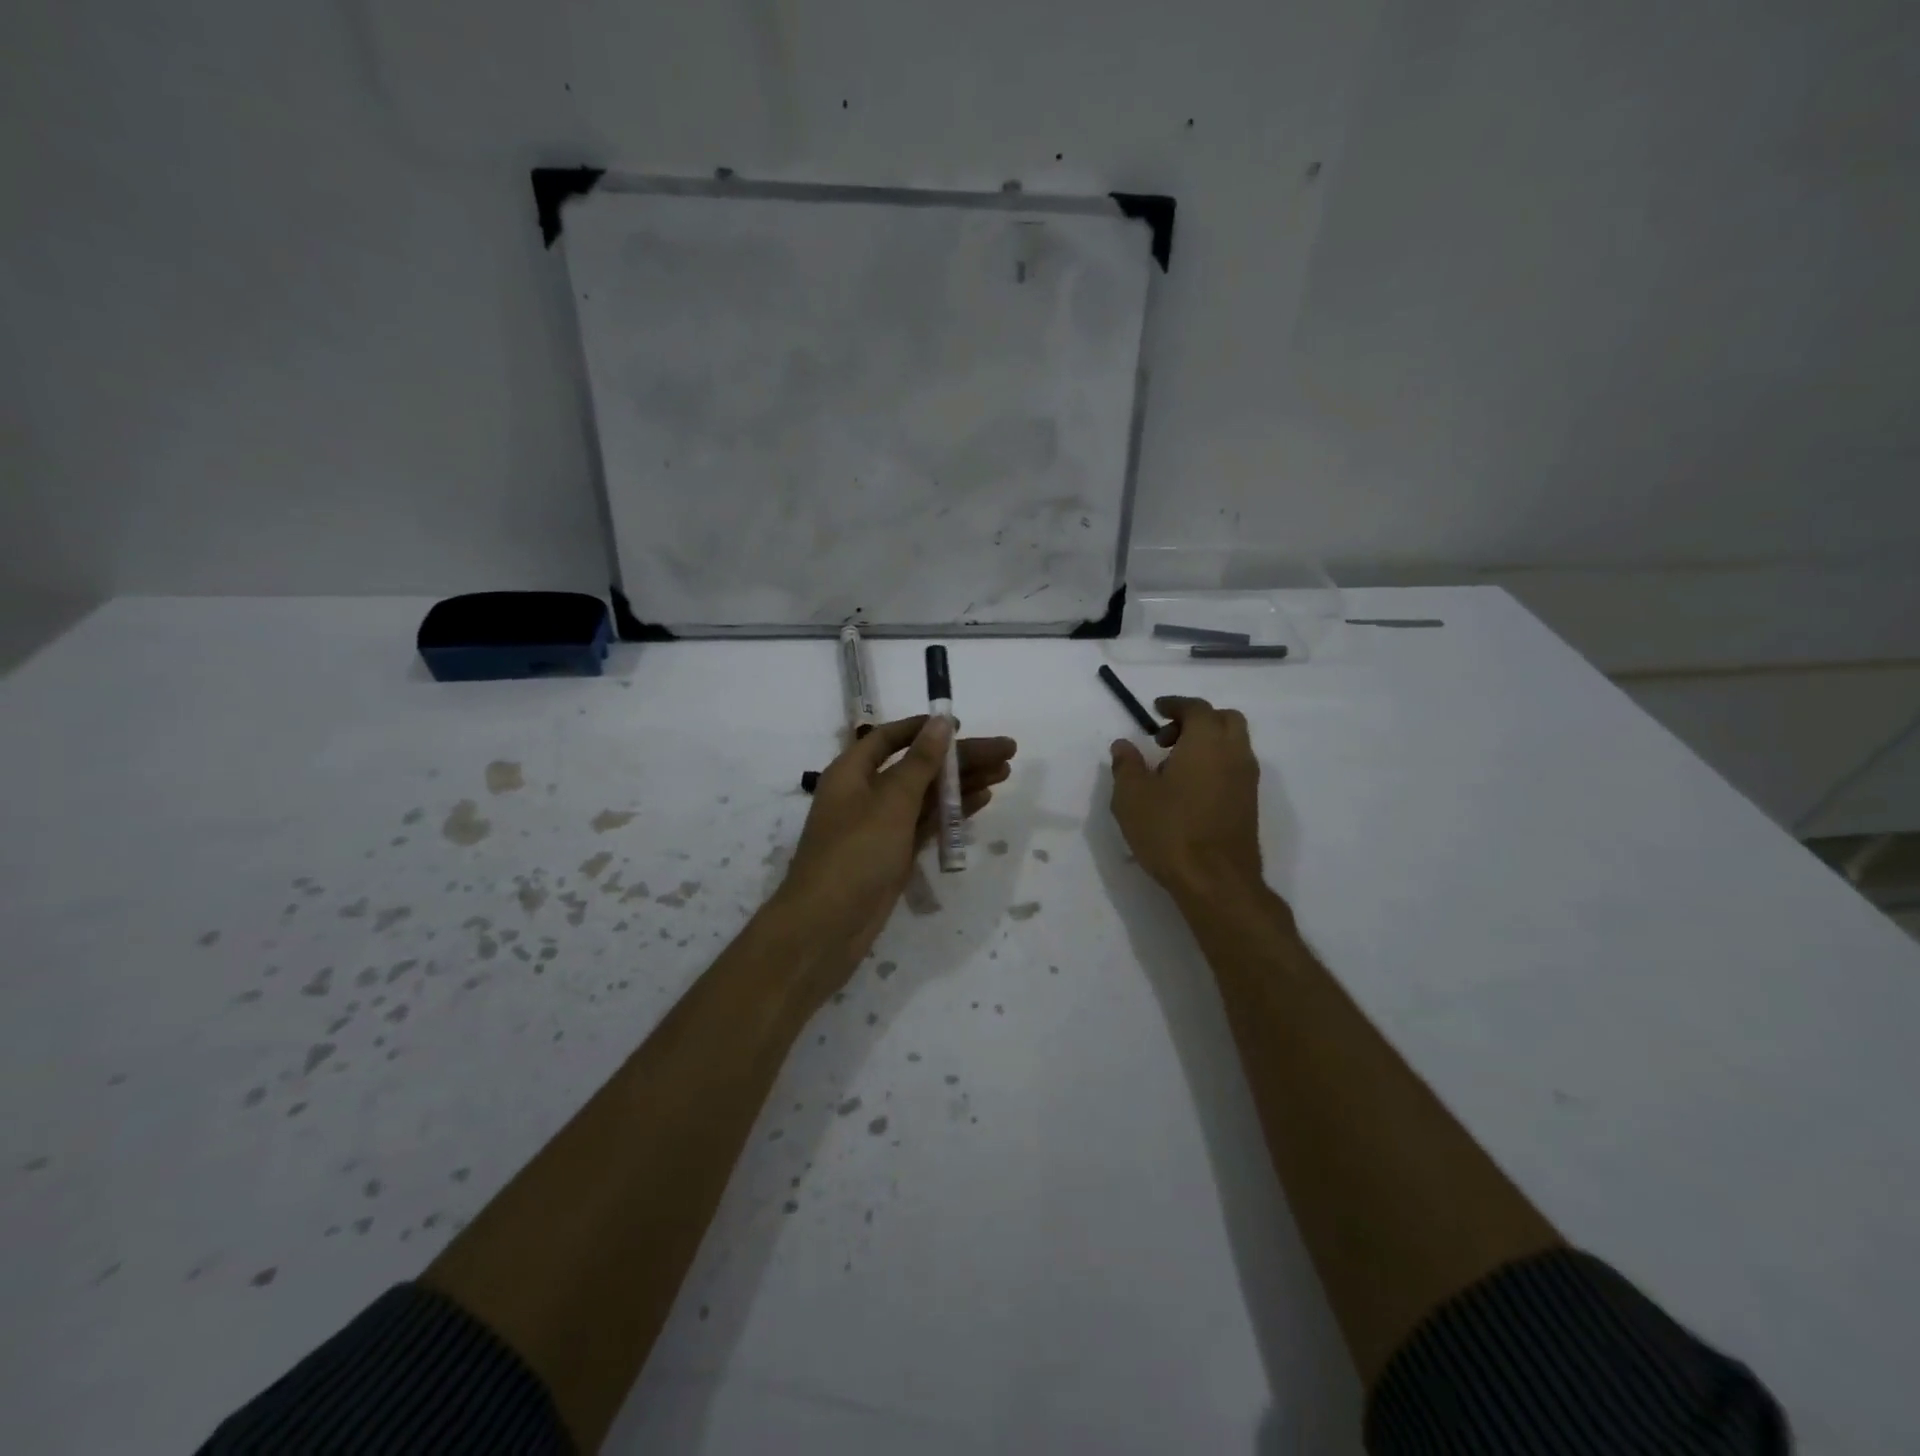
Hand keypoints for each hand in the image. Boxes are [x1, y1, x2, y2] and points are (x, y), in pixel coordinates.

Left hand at [774, 715, 1016, 990]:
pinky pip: (927, 823)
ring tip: (1005, 773)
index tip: (959, 726)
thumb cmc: (855, 854)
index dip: (924, 729)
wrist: (827, 926)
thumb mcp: (890, 802)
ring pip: (927, 795)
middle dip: (960, 758)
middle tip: (1007, 752)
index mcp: (852, 772)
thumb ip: (920, 762)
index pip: (890, 738)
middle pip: (918, 766)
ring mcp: (881, 826)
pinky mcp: (894, 853)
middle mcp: (866, 793)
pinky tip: (982, 800)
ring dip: (963, 783)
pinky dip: (952, 812)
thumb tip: (941, 722)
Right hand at [1109, 696, 1263, 897]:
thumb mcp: (1132, 796)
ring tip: (1173, 768)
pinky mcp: (1250, 805)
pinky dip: (1215, 765)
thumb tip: (1123, 745)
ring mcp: (1247, 780)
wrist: (1215, 881)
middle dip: (1197, 720)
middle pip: (1225, 720)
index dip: (1175, 705)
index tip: (1156, 710)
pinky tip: (1189, 791)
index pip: (1197, 708)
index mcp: (1206, 742)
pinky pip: (1234, 769)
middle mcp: (1234, 754)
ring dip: (1207, 744)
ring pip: (1233, 745)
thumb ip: (1127, 765)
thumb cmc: (1170, 831)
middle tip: (1167, 738)